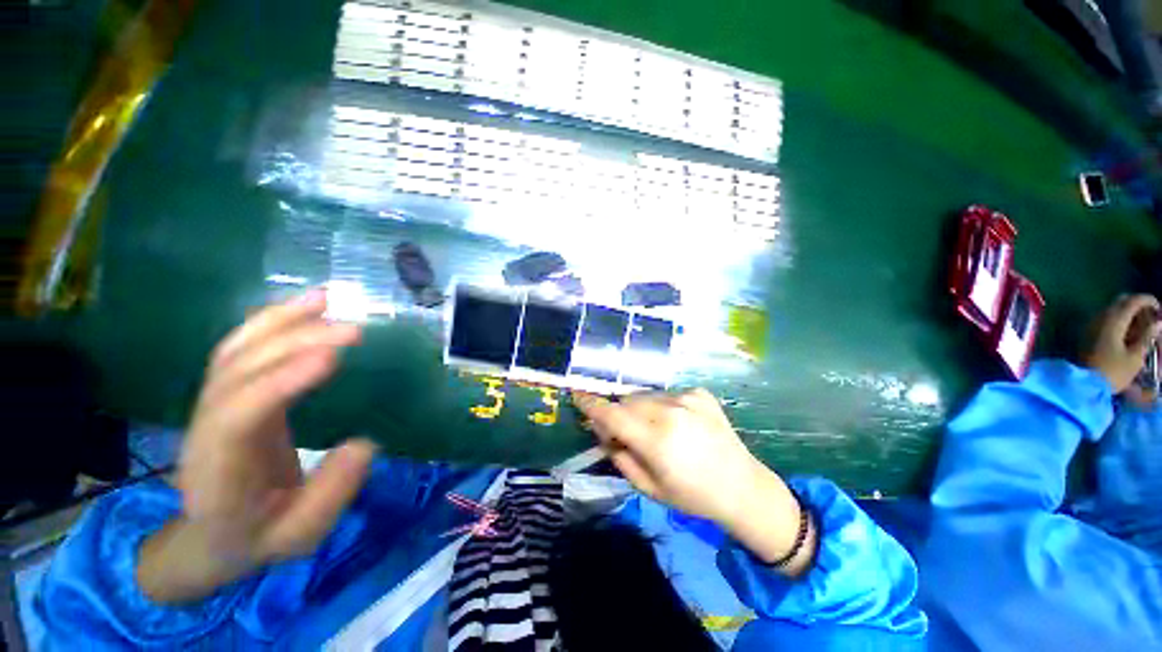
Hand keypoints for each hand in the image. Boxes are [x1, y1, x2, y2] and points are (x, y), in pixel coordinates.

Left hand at [138, 291, 375, 602]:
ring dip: (280, 320)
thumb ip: (330, 495)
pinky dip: (272, 322)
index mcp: (216, 470)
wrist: (209, 536)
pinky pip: (244, 349)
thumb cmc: (255, 538)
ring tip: (326, 299)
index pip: (236, 416)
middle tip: (353, 330)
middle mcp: (206, 427)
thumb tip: (366, 443)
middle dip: (293, 343)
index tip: (331, 358)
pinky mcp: (230, 393)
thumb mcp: (298, 536)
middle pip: (237, 371)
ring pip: (236, 350)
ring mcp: (213, 405)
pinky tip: (305, 308)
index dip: (279, 383)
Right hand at [574, 390, 815, 574]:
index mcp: (656, 439)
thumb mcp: (649, 487)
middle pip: (627, 400)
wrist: (743, 486)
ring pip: (646, 395)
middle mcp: (670, 411)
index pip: (612, 414)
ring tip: (655, 428)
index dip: (591, 404)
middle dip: (619, 412)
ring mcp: (687, 398)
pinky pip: (667, 394)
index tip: (577, 394)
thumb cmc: (692, 495)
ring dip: (640, 408)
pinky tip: (678, 423)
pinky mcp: (700, 392)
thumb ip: (619, 456)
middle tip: (624, 430)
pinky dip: (663, 405)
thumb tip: (602, 432)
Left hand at [1083, 294, 1161, 393]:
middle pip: (1121, 302)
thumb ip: (1146, 336)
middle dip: (1137, 305)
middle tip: (1151, 317)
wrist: (1084, 384)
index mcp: (1114, 320)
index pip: (1133, 300)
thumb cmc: (1113, 372)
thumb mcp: (1135, 357)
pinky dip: (1118, 321)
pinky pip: (1105, 319)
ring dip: (1127, 313)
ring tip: (1141, 327)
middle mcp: (1100, 317)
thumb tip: (1158, 322)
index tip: (1159, 308)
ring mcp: (1091, 324)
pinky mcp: (1087, 333)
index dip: (1148, 300)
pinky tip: (1127, 333)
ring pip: (1112, 310)